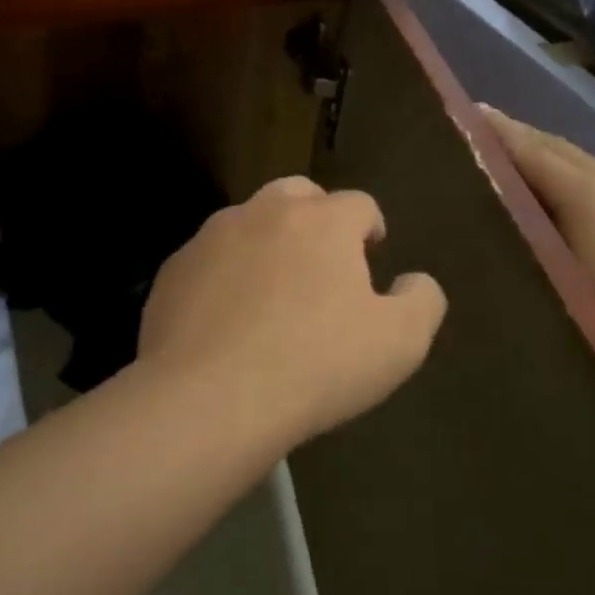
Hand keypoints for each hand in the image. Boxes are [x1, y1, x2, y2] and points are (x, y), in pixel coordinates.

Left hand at [137, 176, 446, 449]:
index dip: (371, 229)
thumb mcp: (400, 342)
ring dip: (268, 244)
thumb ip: (422, 300)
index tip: (371, 257)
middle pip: (299, 195)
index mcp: (323, 221)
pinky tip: (227, 321)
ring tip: (272, 295)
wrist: (210, 399)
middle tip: (324, 266)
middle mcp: (264, 212)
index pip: (360, 204)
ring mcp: (211, 238)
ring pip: (248, 223)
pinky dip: (225, 277)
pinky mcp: (173, 271)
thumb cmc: (317, 365)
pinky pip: (209, 261)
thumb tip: (414, 281)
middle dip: (317, 219)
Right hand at [479, 106, 594, 350]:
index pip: (528, 148)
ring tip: (495, 146)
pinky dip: (548, 161)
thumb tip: (487, 191)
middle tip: (473, 127)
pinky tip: (533, 175)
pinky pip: (575, 167)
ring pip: (563, 153)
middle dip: (511, 132)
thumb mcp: (552, 258)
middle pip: (547, 142)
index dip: (497, 132)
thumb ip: (520, 217)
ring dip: (530, 145)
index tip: (465, 113)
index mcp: (580, 185)